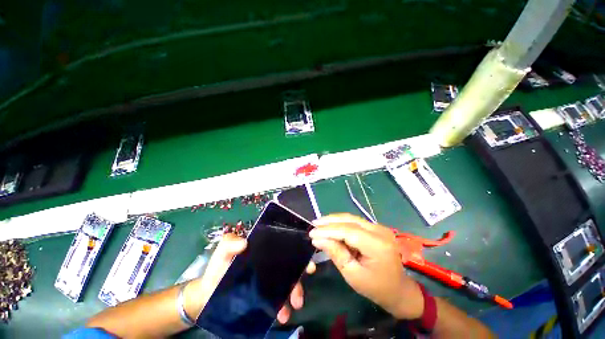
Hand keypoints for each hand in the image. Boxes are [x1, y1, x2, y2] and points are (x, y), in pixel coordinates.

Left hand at [183, 233, 314, 322]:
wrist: (208, 294)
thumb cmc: (217, 268)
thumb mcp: (222, 252)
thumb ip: (229, 243)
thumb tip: (244, 243)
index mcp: (264, 249)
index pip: (285, 247)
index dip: (299, 253)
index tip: (308, 264)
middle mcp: (270, 263)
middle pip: (290, 266)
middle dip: (300, 278)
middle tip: (301, 290)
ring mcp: (268, 280)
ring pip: (287, 284)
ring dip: (294, 295)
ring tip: (291, 308)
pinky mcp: (264, 295)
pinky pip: (278, 299)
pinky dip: (283, 307)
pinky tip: (281, 314)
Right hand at [309, 214, 423, 319]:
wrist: (399, 289)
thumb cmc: (376, 288)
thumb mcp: (353, 275)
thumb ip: (336, 253)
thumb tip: (318, 239)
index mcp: (377, 245)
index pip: (348, 231)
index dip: (328, 230)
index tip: (312, 232)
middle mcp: (380, 231)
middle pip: (349, 220)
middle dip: (329, 221)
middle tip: (313, 224)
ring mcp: (379, 227)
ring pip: (351, 218)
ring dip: (334, 220)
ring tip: (319, 224)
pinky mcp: (376, 228)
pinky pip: (355, 222)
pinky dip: (341, 224)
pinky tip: (331, 226)